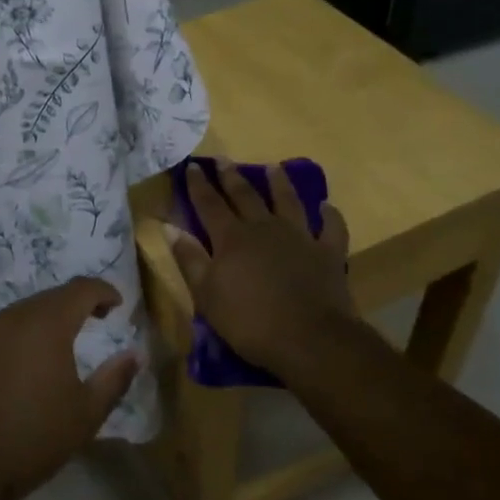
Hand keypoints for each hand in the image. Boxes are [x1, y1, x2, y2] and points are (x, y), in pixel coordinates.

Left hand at [0, 278, 140, 499]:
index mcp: (46, 324)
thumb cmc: (33, 437)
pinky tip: (22, 363)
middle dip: (75, 304)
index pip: (80, 289)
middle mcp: (12, 317)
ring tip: (60, 344)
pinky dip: (19, 336)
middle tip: (95, 319)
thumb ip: (114, 379)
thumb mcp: (86, 413)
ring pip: (22, 313)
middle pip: (50, 298)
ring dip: (45, 319)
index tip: (117, 304)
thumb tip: (135, 354)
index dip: (103, 291)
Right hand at [166, 159, 359, 384]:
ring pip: (288, 202)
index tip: (192, 165)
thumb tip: (168, 226)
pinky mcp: (328, 253)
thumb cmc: (249, 321)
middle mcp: (264, 228)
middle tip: (223, 159)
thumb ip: (189, 258)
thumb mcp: (206, 295)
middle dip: (231, 177)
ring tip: (274, 168)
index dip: (198, 184)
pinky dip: (329, 216)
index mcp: (231, 238)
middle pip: (245, 196)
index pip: (209, 204)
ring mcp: (299, 237)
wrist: (310, 339)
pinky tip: (327, 207)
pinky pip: (331, 228)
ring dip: (280, 184)